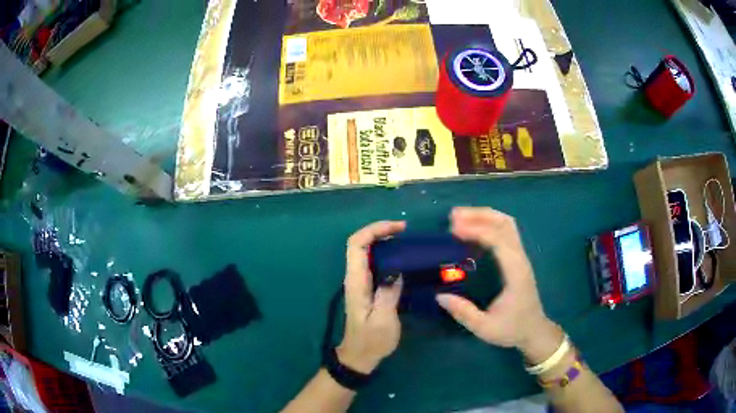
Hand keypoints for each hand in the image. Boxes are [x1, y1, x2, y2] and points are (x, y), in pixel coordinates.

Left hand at [337, 221, 405, 373]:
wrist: (360, 355)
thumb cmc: (372, 340)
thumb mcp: (384, 320)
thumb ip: (388, 293)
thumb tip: (396, 270)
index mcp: (356, 281)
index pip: (357, 245)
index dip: (375, 230)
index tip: (399, 228)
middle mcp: (355, 277)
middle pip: (360, 243)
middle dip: (380, 231)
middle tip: (405, 231)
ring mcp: (359, 282)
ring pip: (366, 251)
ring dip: (383, 240)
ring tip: (406, 240)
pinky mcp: (366, 288)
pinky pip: (373, 262)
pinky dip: (386, 253)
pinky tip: (402, 258)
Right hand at [436, 207, 562, 362]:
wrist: (534, 331)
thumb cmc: (512, 329)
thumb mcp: (485, 328)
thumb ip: (464, 313)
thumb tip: (440, 296)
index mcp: (515, 273)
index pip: (499, 241)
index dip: (476, 230)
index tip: (453, 230)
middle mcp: (520, 259)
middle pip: (505, 224)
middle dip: (479, 215)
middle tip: (453, 217)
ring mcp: (521, 257)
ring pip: (507, 224)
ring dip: (484, 216)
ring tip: (460, 217)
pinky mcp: (518, 258)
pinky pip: (506, 232)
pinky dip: (489, 224)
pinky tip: (473, 228)